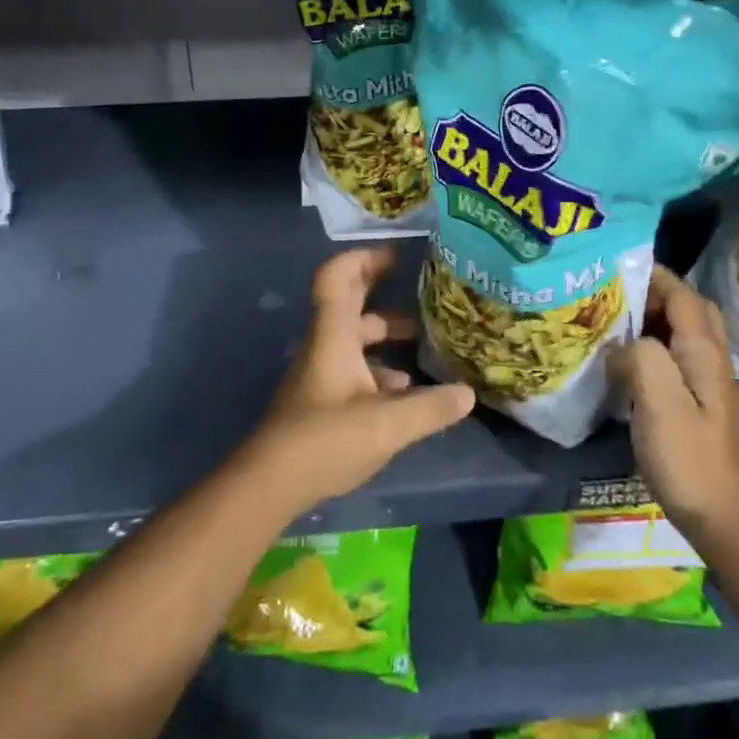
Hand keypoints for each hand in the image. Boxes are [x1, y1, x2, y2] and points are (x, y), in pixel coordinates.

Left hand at [244, 248, 475, 516]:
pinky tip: (404, 392)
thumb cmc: (324, 440)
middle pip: (349, 304)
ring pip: (354, 340)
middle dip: (381, 291)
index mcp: (334, 336)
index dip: (362, 258)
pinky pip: (353, 370)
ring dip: (384, 335)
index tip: (395, 256)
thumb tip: (468, 394)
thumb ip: (430, 408)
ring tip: (423, 343)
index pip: (337, 278)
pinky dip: (379, 371)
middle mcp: (325, 345)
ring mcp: (320, 373)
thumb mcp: (387, 424)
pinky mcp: (320, 400)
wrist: (270, 483)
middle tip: (418, 288)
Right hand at [609, 265, 738, 537]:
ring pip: (682, 331)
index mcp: (702, 351)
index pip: (681, 293)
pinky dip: (652, 344)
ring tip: (613, 320)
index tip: (613, 267)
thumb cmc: (688, 457)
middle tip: (614, 296)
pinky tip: (624, 359)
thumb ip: (641, 357)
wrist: (722, 515)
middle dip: (654, 293)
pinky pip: (675, 356)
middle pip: (688, 307)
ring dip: (653, 318)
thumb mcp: (659, 402)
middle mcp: (710, 358)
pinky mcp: (696, 401)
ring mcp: (706, 381)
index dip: (652, 275)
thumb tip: (621, 344)